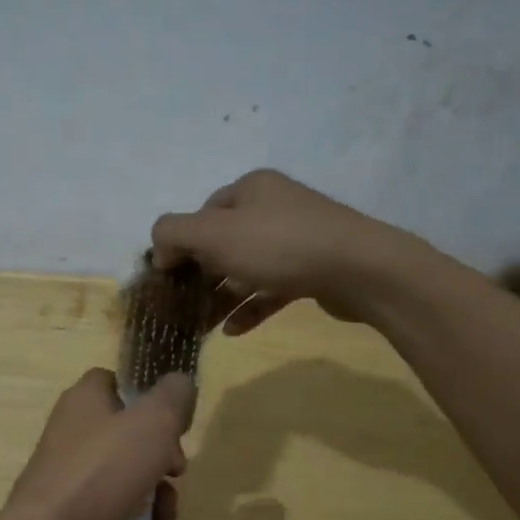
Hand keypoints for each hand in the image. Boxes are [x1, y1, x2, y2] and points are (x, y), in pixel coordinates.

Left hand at [0, 368, 193, 519]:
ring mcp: (72, 474)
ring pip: (129, 475)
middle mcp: (75, 431)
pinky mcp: (73, 512)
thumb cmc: (102, 472)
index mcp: (85, 399)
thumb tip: (180, 383)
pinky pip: (115, 509)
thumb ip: (173, 396)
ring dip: (157, 496)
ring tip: (165, 516)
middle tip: (176, 472)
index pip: (118, 382)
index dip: (149, 398)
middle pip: (132, 434)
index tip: (173, 421)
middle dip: (164, 457)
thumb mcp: (152, 422)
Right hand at [151, 169, 398, 334]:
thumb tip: (160, 249)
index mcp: (250, 189)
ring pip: (246, 268)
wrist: (359, 269)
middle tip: (181, 306)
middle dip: (199, 275)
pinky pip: (270, 289)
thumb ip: (174, 233)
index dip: (181, 244)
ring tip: (200, 326)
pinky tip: (232, 330)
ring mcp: (296, 239)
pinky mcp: (312, 270)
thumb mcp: (214, 233)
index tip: (167, 278)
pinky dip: (250, 307)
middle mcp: (273, 207)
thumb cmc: (279, 245)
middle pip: (223, 242)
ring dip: (221, 296)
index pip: (202, 213)